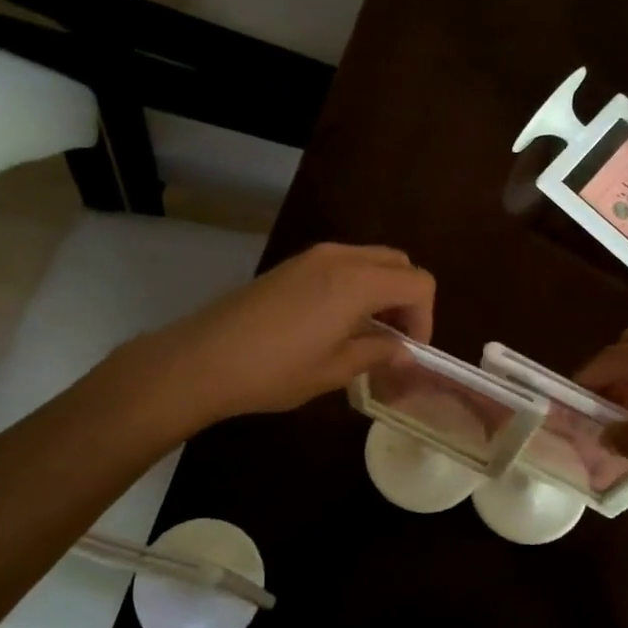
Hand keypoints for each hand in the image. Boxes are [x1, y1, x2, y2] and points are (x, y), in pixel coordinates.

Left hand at [143, 243, 435, 425]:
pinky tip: (337, 323)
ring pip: (370, 260)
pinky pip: (342, 264)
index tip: (409, 351)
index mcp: (358, 282)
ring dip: (382, 291)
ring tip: (367, 333)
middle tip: (394, 339)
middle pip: (398, 263)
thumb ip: (378, 352)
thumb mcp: (334, 369)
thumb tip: (406, 351)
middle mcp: (340, 257)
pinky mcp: (291, 265)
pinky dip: (356, 286)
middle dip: (407, 299)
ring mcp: (312, 256)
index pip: (419, 283)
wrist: (203, 359)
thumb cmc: (274, 370)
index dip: (425, 318)